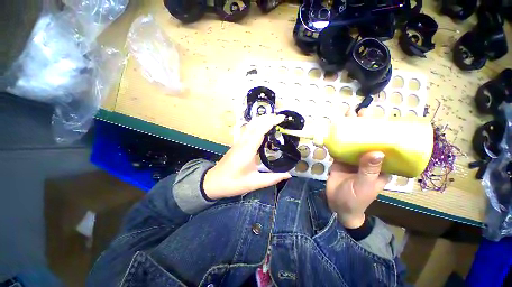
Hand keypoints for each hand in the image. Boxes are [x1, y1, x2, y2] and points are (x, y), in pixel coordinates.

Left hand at [203, 114, 291, 199]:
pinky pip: (247, 130)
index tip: (281, 118)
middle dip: (267, 117)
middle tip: (280, 117)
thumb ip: (272, 178)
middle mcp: (242, 142)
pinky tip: (262, 128)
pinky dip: (256, 125)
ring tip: (273, 119)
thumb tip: (288, 175)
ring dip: (261, 120)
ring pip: (250, 125)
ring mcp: (238, 142)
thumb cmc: (233, 183)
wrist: (214, 182)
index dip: (270, 122)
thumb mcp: (254, 183)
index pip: (260, 131)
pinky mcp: (237, 144)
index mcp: (247, 150)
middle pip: (254, 124)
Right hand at [326, 109, 389, 228]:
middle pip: (368, 139)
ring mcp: (353, 159)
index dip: (385, 131)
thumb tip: (377, 152)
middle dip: (365, 125)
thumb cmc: (356, 199)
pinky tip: (335, 129)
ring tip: (348, 115)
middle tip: (361, 112)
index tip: (380, 117)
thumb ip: (369, 170)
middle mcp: (368, 160)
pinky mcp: (341, 160)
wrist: (337, 205)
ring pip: (353, 141)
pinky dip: (338, 138)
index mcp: (380, 166)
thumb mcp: (364, 185)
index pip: (386, 145)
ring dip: (350, 128)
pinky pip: (340, 147)